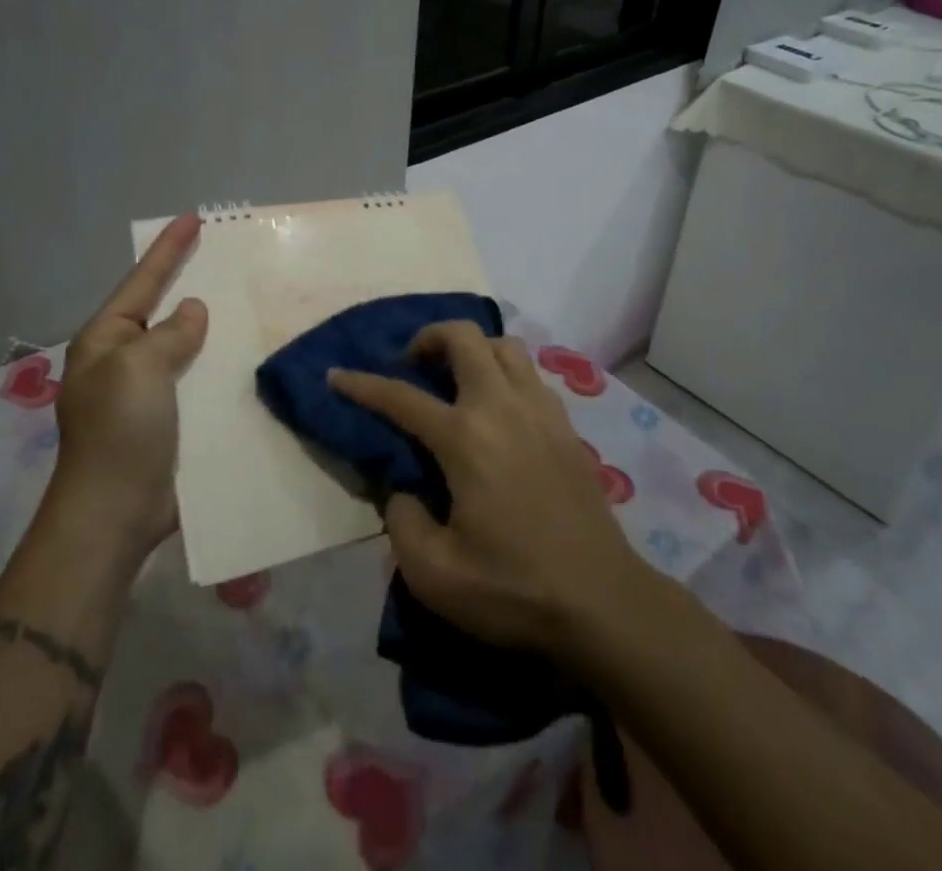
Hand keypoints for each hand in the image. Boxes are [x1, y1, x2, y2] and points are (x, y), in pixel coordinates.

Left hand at [48, 214, 207, 557]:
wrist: (114, 514)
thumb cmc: (120, 431)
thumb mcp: (141, 368)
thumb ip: (170, 334)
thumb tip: (192, 311)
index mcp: (105, 340)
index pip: (142, 281)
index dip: (168, 249)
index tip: (193, 218)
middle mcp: (121, 360)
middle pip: (160, 309)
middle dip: (187, 282)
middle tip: (221, 256)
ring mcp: (143, 392)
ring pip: (181, 344)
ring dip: (207, 326)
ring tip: (241, 300)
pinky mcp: (165, 420)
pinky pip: (193, 378)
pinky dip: (214, 364)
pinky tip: (242, 355)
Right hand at [331, 323, 643, 659]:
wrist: (604, 604)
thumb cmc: (515, 590)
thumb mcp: (435, 575)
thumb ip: (402, 522)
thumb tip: (403, 490)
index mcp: (465, 438)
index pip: (401, 397)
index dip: (362, 384)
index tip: (336, 375)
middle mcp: (501, 408)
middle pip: (464, 338)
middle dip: (429, 337)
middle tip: (413, 366)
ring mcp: (540, 411)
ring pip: (504, 346)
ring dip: (473, 350)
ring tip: (456, 380)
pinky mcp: (566, 427)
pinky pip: (530, 375)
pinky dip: (504, 373)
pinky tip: (497, 409)